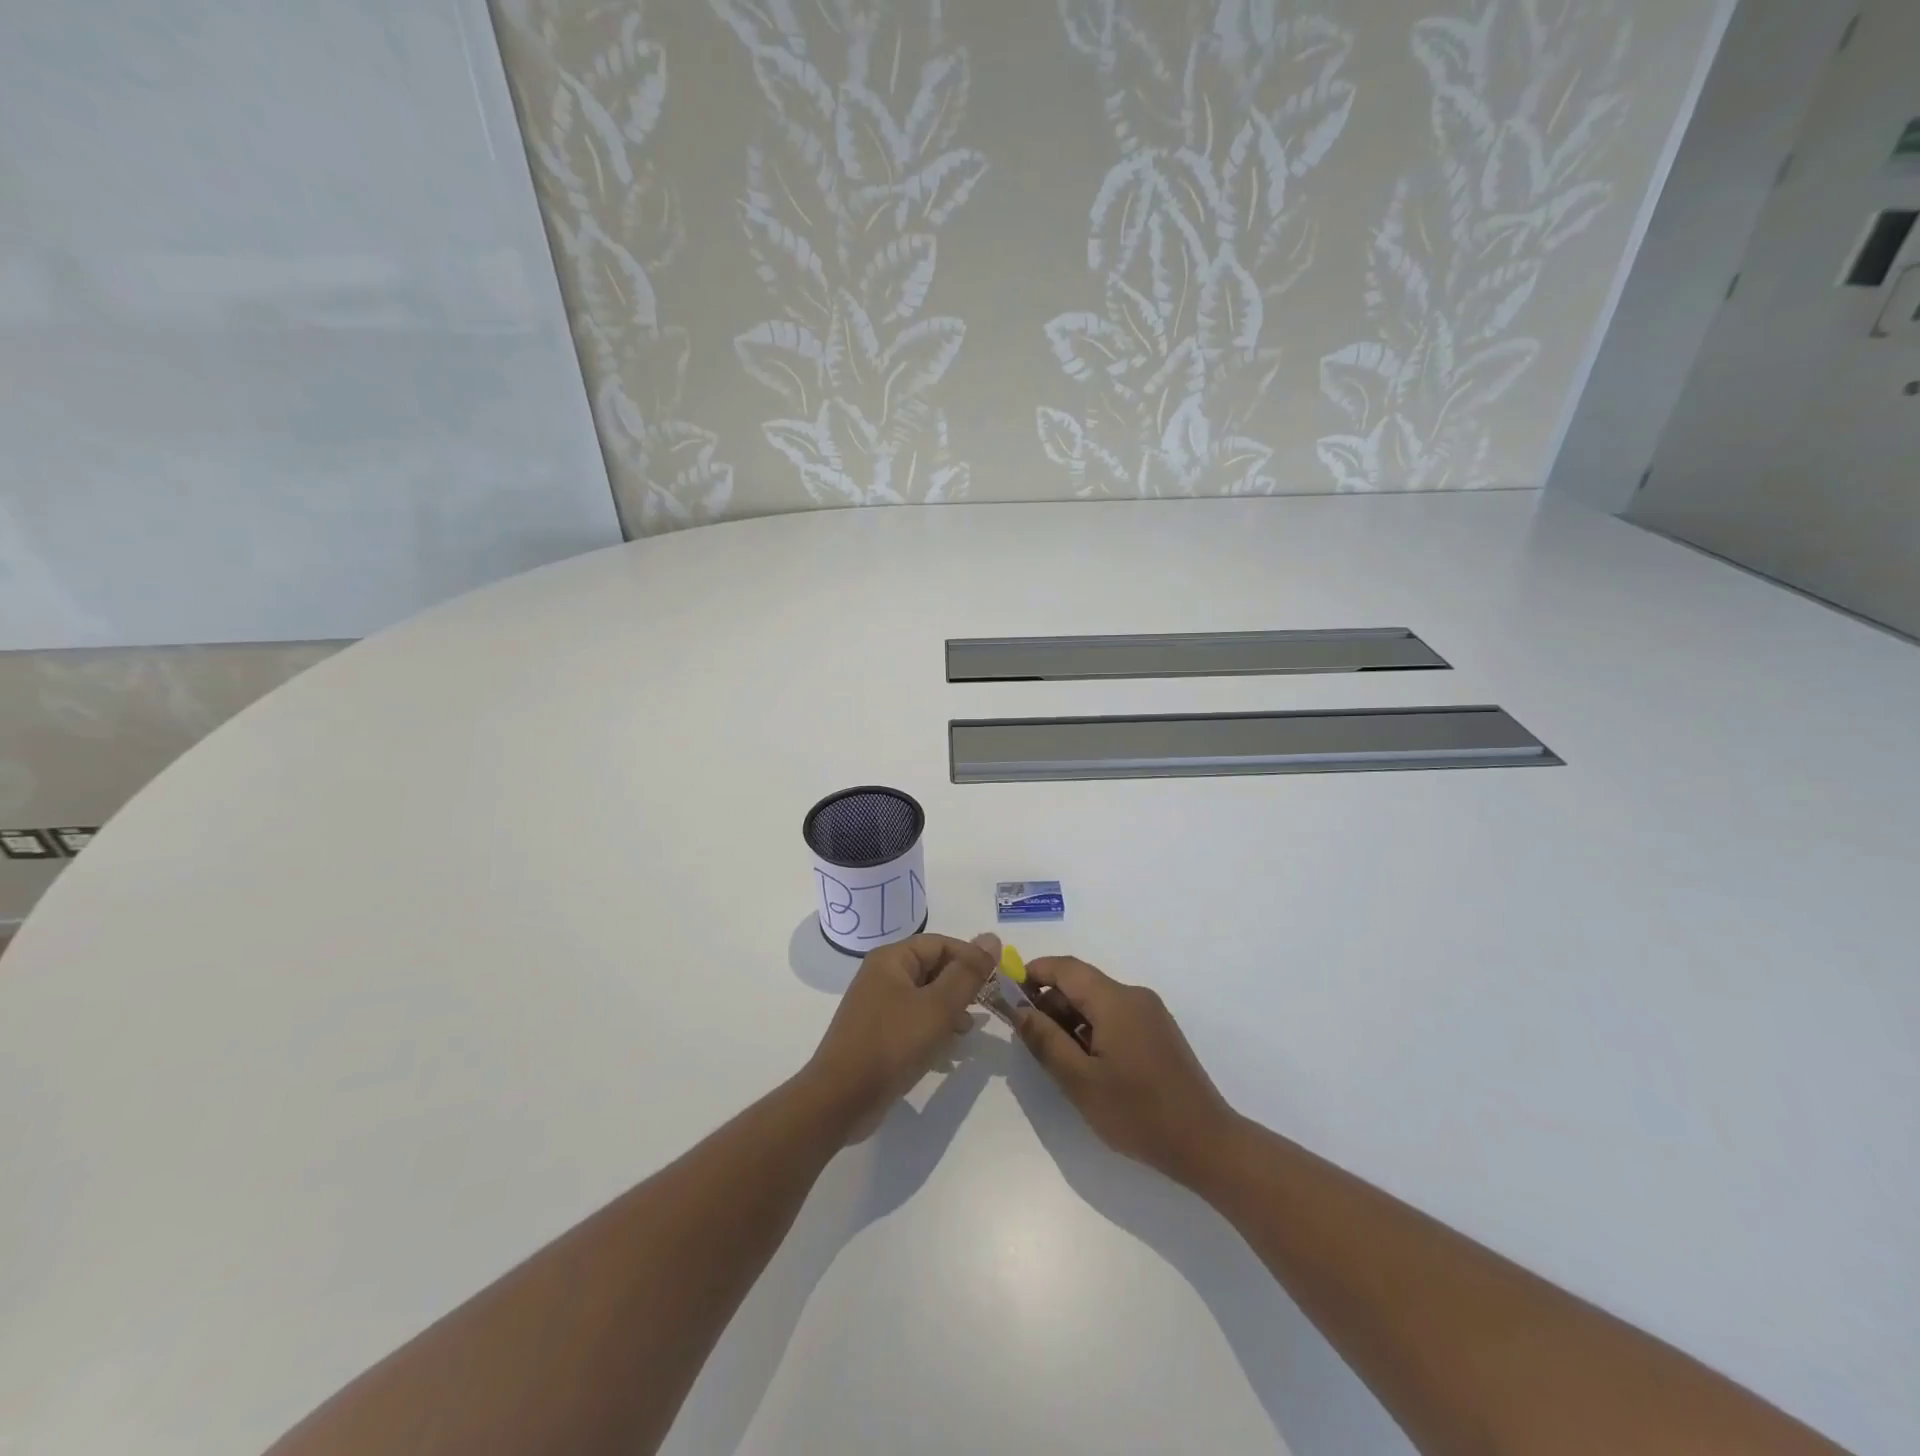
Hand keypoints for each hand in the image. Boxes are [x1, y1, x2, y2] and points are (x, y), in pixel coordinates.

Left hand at [804, 932, 999, 1141]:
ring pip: (926, 997)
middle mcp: (882, 975)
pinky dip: (934, 1030)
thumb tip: (991, 938)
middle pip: (933, 968)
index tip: (997, 982)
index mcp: (892, 959)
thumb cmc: (891, 1044)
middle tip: (987, 1008)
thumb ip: (967, 973)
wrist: (840, 1100)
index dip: (971, 959)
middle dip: (962, 987)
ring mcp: (878, 1006)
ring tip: (968, 1032)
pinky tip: (948, 1051)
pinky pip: (914, 1021)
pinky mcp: (879, 1034)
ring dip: (951, 1010)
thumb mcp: (938, 1007)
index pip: (941, 943)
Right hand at [1015, 956, 1236, 1186]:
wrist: (1207, 1144)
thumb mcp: (1080, 1081)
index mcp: (1115, 1000)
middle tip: (1030, 1038)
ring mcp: (1150, 1014)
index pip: (1065, 968)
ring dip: (1071, 1019)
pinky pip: (1116, 1016)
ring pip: (1098, 1002)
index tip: (1008, 995)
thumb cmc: (1138, 1113)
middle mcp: (1134, 996)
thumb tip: (1019, 1011)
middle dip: (1050, 1003)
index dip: (1033, 973)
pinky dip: (1093, 1029)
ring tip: (1058, 1058)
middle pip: (1081, 983)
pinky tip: (1088, 1064)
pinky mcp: (1159, 1033)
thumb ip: (1045, 1041)